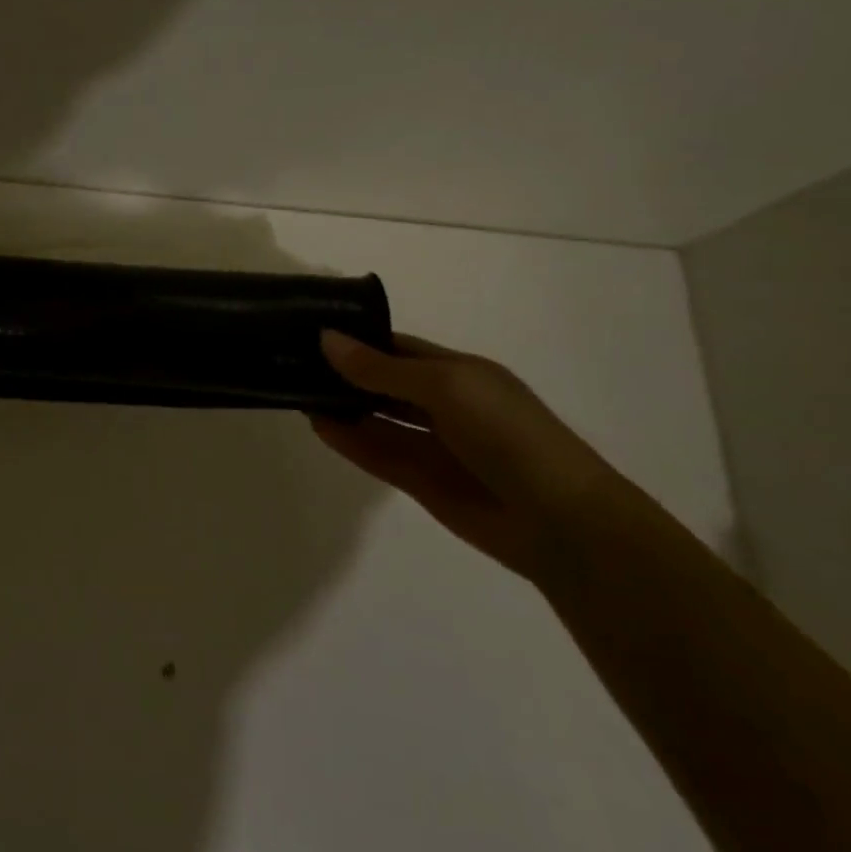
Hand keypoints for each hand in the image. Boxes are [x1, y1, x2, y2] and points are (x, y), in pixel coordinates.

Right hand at [311, 330, 625, 582]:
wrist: (559, 522)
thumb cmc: (507, 434)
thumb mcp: (444, 387)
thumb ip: (381, 368)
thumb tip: (326, 338)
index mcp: (458, 372)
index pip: (397, 347)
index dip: (357, 338)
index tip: (310, 329)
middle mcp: (442, 404)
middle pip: (382, 382)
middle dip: (343, 372)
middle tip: (291, 360)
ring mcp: (431, 445)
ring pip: (376, 418)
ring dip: (341, 406)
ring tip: (293, 390)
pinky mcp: (420, 481)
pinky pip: (377, 453)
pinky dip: (348, 440)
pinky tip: (317, 425)